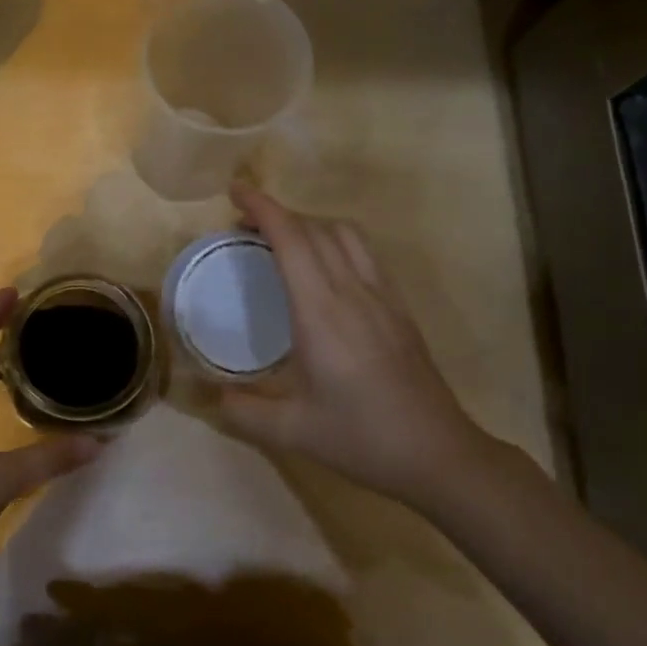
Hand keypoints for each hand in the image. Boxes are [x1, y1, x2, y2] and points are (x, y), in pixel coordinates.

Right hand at [216, 183, 501, 510]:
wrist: (438, 454)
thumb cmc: (361, 438)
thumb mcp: (290, 431)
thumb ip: (240, 411)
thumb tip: (208, 394)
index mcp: (321, 313)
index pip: (291, 239)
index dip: (263, 207)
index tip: (236, 191)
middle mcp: (353, 292)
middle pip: (316, 228)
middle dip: (279, 213)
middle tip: (245, 224)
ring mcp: (382, 297)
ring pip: (346, 235)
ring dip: (310, 224)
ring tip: (282, 240)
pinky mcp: (399, 309)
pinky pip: (365, 254)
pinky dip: (335, 242)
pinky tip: (324, 270)